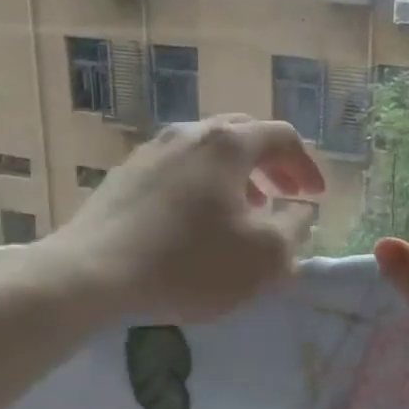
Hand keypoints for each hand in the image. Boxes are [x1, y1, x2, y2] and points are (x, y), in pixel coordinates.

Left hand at [43, 115, 323, 321]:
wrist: (92, 274)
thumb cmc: (190, 263)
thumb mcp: (264, 256)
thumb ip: (294, 227)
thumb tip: (299, 209)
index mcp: (228, 144)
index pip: (282, 137)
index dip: (306, 165)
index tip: (316, 197)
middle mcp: (189, 134)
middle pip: (243, 134)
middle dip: (271, 163)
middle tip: (284, 194)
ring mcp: (151, 151)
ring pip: (207, 150)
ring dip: (236, 175)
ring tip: (244, 209)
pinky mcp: (124, 175)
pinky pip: (177, 169)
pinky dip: (202, 185)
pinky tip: (196, 221)